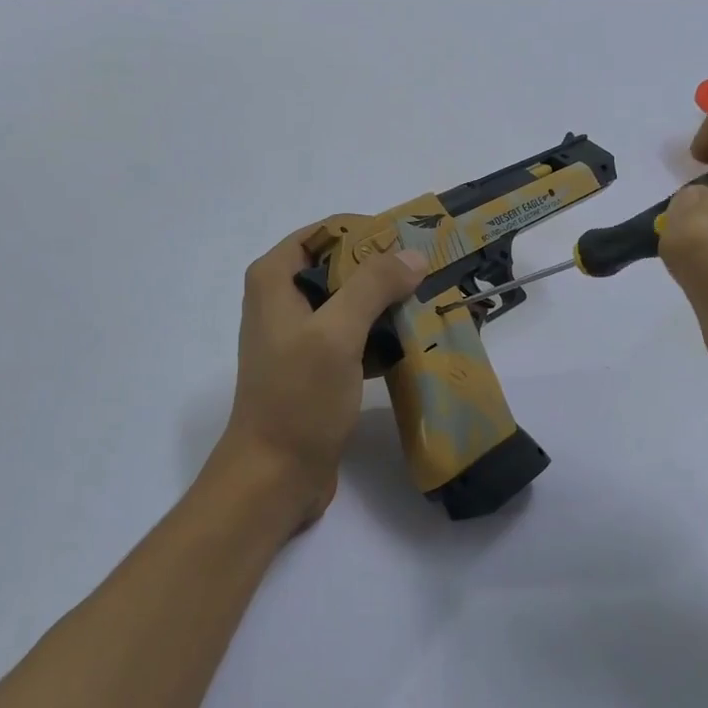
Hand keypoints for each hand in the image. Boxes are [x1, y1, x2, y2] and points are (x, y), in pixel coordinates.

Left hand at [209, 225, 427, 533]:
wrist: (275, 475)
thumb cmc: (299, 398)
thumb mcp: (336, 334)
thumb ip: (372, 286)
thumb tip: (412, 255)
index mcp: (274, 279)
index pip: (326, 232)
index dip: (369, 232)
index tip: (414, 243)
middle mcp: (282, 300)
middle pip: (342, 267)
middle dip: (386, 271)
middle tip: (432, 276)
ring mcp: (300, 337)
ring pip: (352, 304)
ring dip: (388, 306)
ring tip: (433, 307)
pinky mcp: (317, 368)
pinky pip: (355, 338)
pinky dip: (381, 338)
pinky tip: (416, 344)